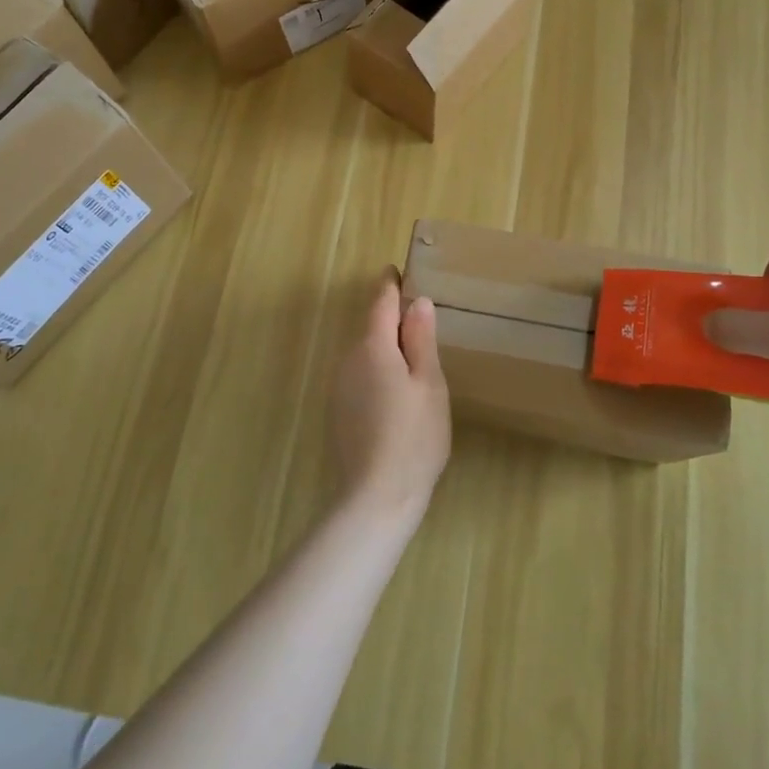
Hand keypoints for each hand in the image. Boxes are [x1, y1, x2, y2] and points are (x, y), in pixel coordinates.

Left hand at [329, 268, 450, 520]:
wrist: (376, 497)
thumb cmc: (413, 436)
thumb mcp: (429, 383)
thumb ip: (421, 339)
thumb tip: (418, 302)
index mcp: (373, 347)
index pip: (380, 302)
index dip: (390, 285)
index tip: (398, 270)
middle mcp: (348, 360)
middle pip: (371, 328)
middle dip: (392, 319)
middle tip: (420, 319)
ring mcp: (339, 387)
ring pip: (365, 354)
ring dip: (385, 349)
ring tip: (415, 358)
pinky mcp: (338, 411)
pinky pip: (360, 376)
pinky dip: (378, 372)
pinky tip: (397, 394)